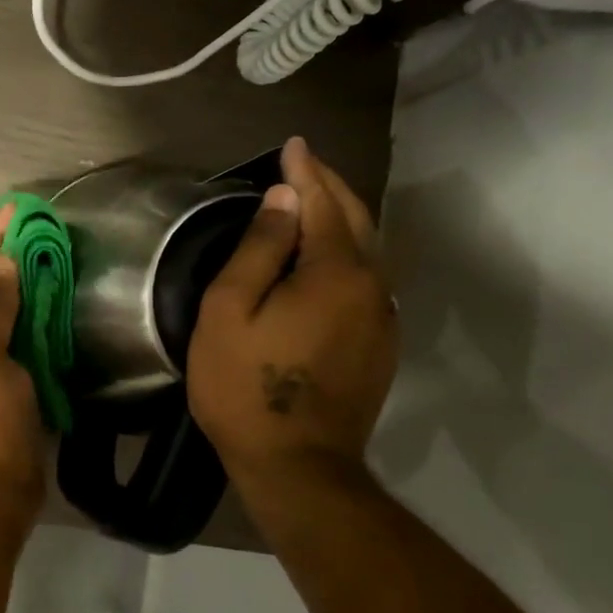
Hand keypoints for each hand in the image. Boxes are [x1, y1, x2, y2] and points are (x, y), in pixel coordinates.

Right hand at [187, 137, 398, 486]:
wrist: (298, 467)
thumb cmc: (247, 385)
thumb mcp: (231, 310)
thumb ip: (258, 248)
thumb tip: (284, 200)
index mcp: (334, 272)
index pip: (320, 203)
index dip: (305, 171)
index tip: (292, 144)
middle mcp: (370, 287)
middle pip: (354, 220)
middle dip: (329, 187)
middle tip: (304, 164)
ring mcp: (381, 319)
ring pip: (366, 250)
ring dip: (341, 217)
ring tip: (313, 200)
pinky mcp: (380, 345)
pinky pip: (366, 279)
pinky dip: (347, 251)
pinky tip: (327, 254)